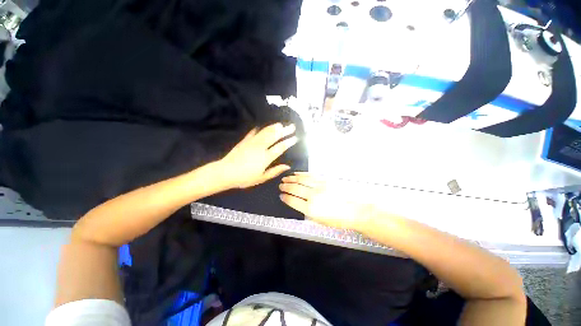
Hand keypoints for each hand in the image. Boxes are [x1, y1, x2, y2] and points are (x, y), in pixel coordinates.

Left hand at [219, 123, 297, 188]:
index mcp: (266, 157)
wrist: (225, 172)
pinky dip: (258, 129)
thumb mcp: (261, 178)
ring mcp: (252, 143)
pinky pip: (253, 133)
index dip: (289, 142)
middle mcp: (260, 147)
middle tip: (292, 126)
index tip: (295, 137)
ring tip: (280, 124)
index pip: (280, 147)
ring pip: (265, 133)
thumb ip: (275, 171)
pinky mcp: (244, 141)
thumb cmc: (245, 178)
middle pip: (274, 137)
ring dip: (273, 128)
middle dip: (284, 131)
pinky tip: (261, 126)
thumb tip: (287, 166)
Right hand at [279, 173, 372, 229]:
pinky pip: (311, 176)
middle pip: (295, 189)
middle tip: (280, 185)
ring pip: (301, 181)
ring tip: (285, 178)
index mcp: (310, 210)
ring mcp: (319, 187)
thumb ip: (308, 212)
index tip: (281, 195)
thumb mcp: (320, 221)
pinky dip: (302, 174)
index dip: (285, 197)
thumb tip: (300, 205)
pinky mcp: (325, 180)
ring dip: (291, 179)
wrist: (355, 211)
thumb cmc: (337, 220)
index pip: (292, 201)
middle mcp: (312, 197)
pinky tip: (296, 174)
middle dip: (286, 187)